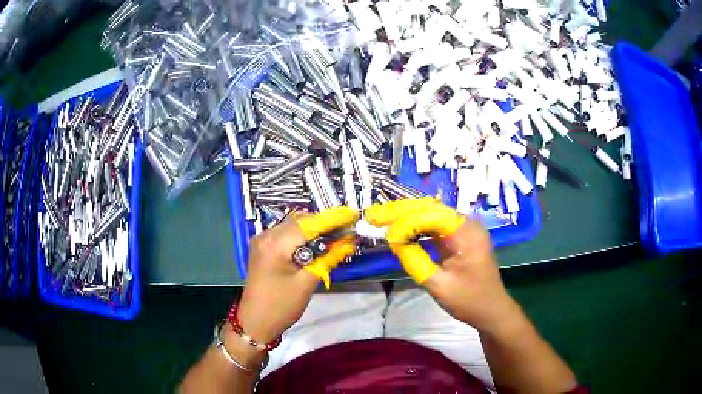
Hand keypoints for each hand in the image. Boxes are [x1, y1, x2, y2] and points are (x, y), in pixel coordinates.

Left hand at [236, 207, 358, 343]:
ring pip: (293, 225)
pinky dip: (302, 236)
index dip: (332, 219)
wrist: (255, 321)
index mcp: (275, 244)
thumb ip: (327, 259)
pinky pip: (286, 234)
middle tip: (346, 232)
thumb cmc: (281, 306)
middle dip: (324, 224)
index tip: (353, 216)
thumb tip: (347, 242)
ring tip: (334, 238)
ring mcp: (262, 240)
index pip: (308, 224)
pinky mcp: (263, 247)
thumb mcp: (307, 283)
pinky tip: (315, 245)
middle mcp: (266, 235)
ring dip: (314, 230)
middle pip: (300, 221)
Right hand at [366, 198, 518, 331]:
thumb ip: (415, 260)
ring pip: (432, 216)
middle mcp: (467, 224)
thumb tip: (394, 240)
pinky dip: (419, 228)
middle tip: (376, 215)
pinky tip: (402, 229)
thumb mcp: (439, 285)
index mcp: (467, 233)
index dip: (404, 219)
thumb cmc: (469, 300)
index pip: (431, 215)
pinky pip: (437, 226)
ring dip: (409, 218)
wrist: (491, 309)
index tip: (381, 225)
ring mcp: (465, 229)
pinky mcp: (461, 237)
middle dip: (403, 212)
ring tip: (384, 219)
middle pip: (431, 210)